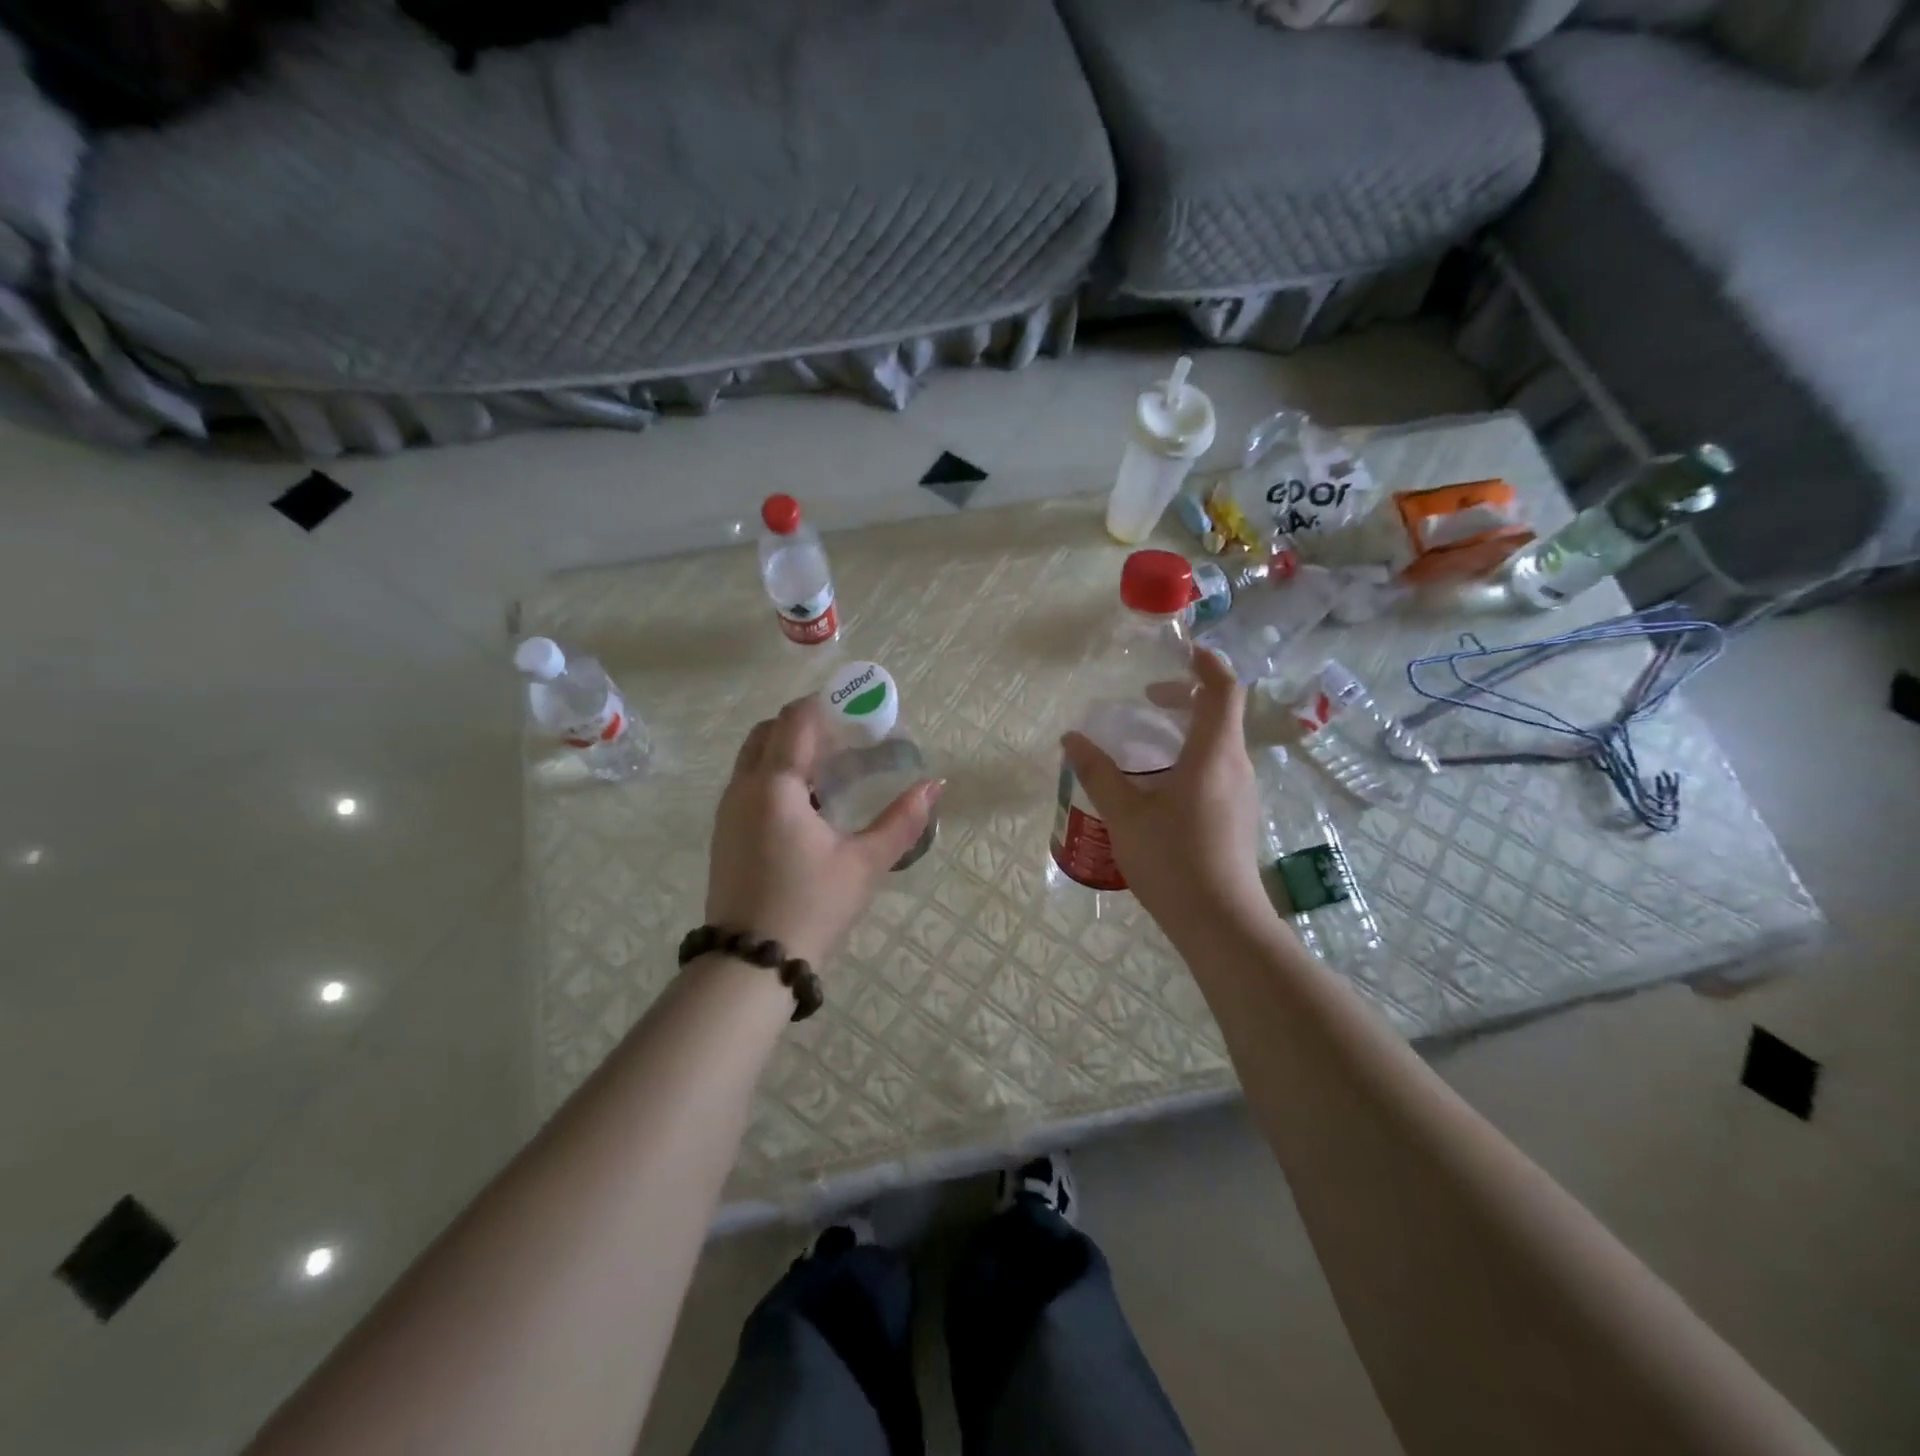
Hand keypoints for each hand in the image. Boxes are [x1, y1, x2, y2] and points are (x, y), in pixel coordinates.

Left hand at [707, 695, 940, 966]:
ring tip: (831, 768)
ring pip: (753, 757)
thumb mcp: (865, 864)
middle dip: (805, 724)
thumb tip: (934, 785)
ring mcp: (728, 811)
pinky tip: (807, 803)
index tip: (856, 708)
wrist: (750, 964)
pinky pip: (748, 783)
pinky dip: (775, 774)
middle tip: (846, 738)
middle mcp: (743, 789)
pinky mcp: (725, 833)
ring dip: (787, 749)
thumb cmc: (811, 906)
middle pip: (768, 731)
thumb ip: (902, 821)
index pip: (794, 720)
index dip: (824, 705)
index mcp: (775, 786)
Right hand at [1061, 646, 1268, 936]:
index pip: (1223, 689)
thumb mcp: (1125, 815)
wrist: (1221, 923)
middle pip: (1221, 714)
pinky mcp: (1239, 817)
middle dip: (1186, 697)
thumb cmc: (1172, 861)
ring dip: (1188, 730)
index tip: (1182, 651)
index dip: (1207, 663)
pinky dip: (1193, 758)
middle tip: (1147, 701)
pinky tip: (1161, 787)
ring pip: (1220, 744)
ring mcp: (1242, 794)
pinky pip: (1219, 770)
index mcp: (1213, 754)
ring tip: (1147, 744)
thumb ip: (1098, 773)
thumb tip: (1071, 739)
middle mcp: (1235, 766)